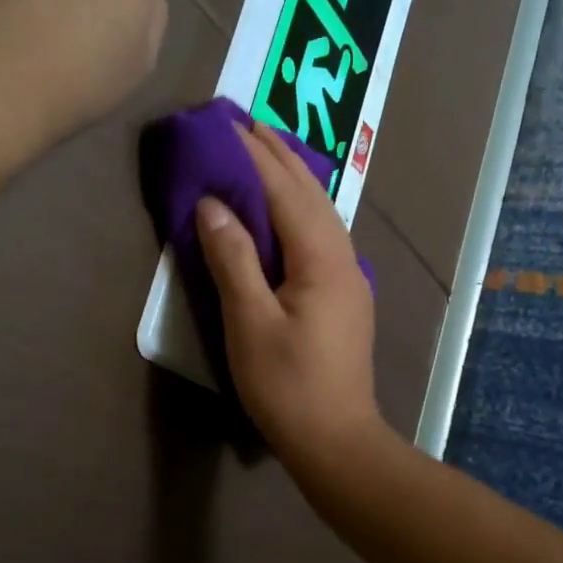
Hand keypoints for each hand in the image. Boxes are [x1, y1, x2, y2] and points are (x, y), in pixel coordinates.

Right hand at [195, 121, 386, 473]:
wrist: (336, 440)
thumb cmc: (288, 386)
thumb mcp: (250, 323)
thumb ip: (233, 260)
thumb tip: (213, 204)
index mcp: (321, 260)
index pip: (286, 192)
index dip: (257, 156)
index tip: (230, 122)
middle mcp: (344, 259)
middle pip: (312, 194)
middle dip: (280, 156)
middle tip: (249, 123)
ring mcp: (350, 279)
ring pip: (323, 214)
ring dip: (294, 180)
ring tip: (267, 154)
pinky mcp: (346, 298)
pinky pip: (323, 236)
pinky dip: (302, 210)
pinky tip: (289, 212)